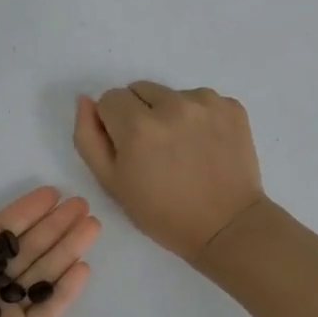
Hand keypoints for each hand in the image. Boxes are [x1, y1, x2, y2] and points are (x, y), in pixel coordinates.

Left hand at [0, 188, 99, 316]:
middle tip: (82, 205)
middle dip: (53, 226)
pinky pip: (48, 310)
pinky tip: (84, 267)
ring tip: (93, 226)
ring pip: (42, 274)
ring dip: (67, 249)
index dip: (24, 212)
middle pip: (26, 249)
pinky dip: (66, 290)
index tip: (52, 193)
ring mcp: (6, 315)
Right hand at [73, 83, 265, 263]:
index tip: (128, 148)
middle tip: (154, 149)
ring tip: (182, 148)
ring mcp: (206, 103)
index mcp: (137, 125)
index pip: (109, 99)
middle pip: (139, 89)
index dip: (113, 124)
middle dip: (140, 113)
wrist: (226, 226)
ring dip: (170, 113)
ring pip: (171, 94)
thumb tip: (85, 100)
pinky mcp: (232, 106)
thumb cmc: (162, 212)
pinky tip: (204, 145)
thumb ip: (88, 137)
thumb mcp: (111, 183)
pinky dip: (198, 117)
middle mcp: (172, 105)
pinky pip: (201, 100)